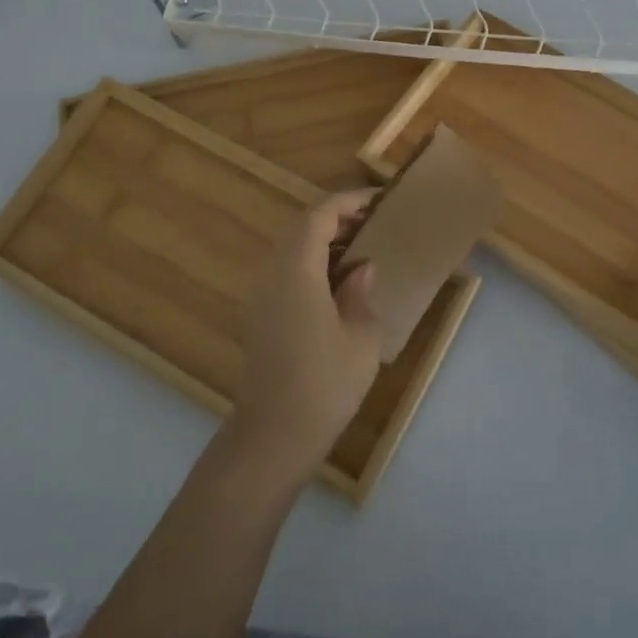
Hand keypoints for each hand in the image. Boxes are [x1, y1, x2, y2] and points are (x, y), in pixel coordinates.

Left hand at [231, 191, 383, 476]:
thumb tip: (360, 269)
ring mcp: (261, 298)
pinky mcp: (260, 319)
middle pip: (300, 230)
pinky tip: (337, 287)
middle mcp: (273, 275)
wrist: (274, 436)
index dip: (347, 202)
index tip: (377, 201)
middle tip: (371, 225)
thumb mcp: (361, 336)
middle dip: (335, 220)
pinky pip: (286, 275)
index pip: (318, 217)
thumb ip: (361, 293)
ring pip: (291, 252)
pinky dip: (312, 266)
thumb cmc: (325, 383)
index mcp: (297, 271)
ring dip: (322, 243)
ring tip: (360, 253)